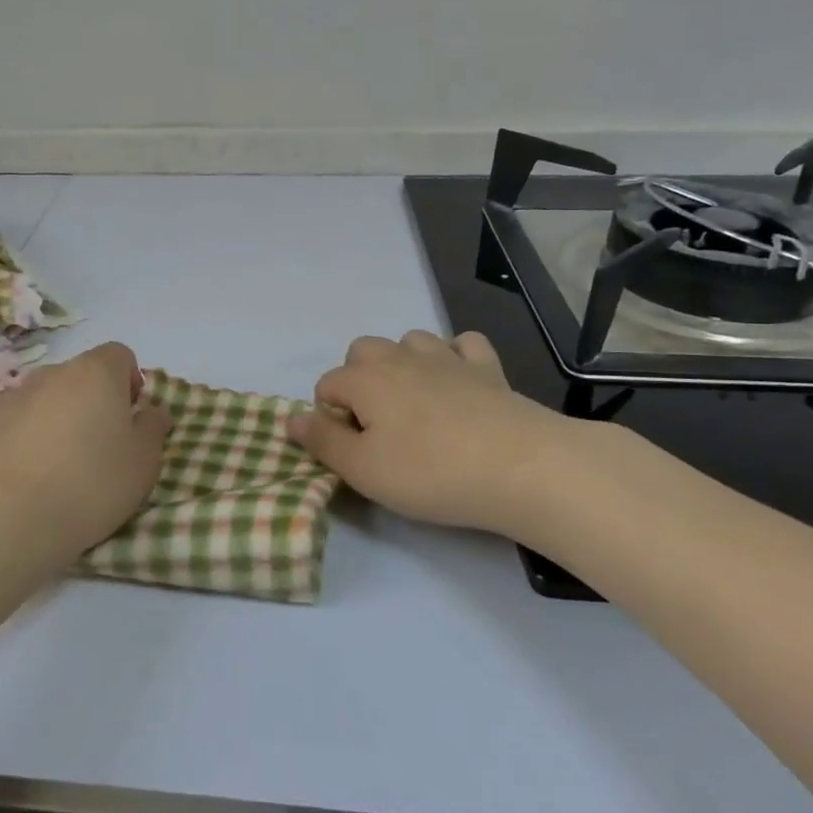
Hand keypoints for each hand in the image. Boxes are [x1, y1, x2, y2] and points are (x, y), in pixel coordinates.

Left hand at [0, 341, 171, 569]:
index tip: (130, 419)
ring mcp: (10, 398)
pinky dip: (23, 441)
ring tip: (58, 469)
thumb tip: (152, 411)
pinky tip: (24, 480)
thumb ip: (153, 429)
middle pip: (79, 377)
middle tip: (98, 449)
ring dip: (56, 421)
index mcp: (95, 374)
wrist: (5, 520)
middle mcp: (51, 375)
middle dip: (92, 403)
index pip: (120, 355)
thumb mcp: (143, 464)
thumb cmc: (89, 486)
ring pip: (44, 400)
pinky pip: (13, 425)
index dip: (130, 382)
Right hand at [287, 330, 593, 537]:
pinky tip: (459, 383)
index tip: (353, 451)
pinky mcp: (487, 366)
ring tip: (415, 404)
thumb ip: (322, 441)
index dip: (330, 418)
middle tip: (379, 427)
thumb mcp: (363, 469)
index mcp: (365, 379)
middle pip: (362, 351)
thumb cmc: (431, 472)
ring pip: (409, 340)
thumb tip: (291, 419)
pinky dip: (454, 357)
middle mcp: (400, 356)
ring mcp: (446, 357)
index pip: (327, 386)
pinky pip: (462, 344)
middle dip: (359, 381)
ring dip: (403, 364)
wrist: (522, 467)